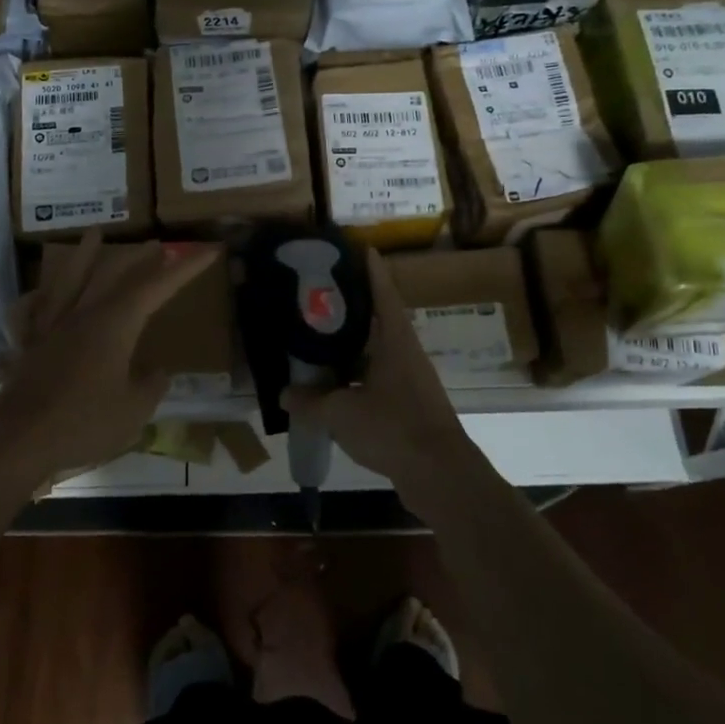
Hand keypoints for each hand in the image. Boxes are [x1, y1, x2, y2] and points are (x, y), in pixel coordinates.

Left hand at [0, 230, 218, 484]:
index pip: (156, 288)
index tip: (207, 251)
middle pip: (111, 275)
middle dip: (137, 258)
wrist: (19, 440)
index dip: (185, 269)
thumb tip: (157, 372)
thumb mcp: (134, 411)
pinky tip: (38, 295)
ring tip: (93, 234)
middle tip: (156, 244)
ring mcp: (49, 328)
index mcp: (114, 324)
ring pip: (67, 281)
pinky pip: (27, 314)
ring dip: (83, 256)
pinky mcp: (26, 347)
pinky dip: (33, 301)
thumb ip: (151, 387)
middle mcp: (81, 315)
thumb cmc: (84, 422)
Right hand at [282, 249, 478, 501]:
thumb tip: (284, 393)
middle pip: (378, 321)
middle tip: (320, 294)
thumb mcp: (341, 412)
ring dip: (352, 346)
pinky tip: (332, 386)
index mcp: (395, 341)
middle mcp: (405, 354)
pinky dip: (354, 377)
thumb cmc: (393, 428)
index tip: (360, 248)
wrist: (439, 475)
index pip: (383, 294)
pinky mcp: (408, 406)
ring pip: (376, 353)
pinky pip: (376, 380)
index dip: (371, 270)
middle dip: (352, 307)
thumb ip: (310, 401)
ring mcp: (409, 381)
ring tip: (318, 338)